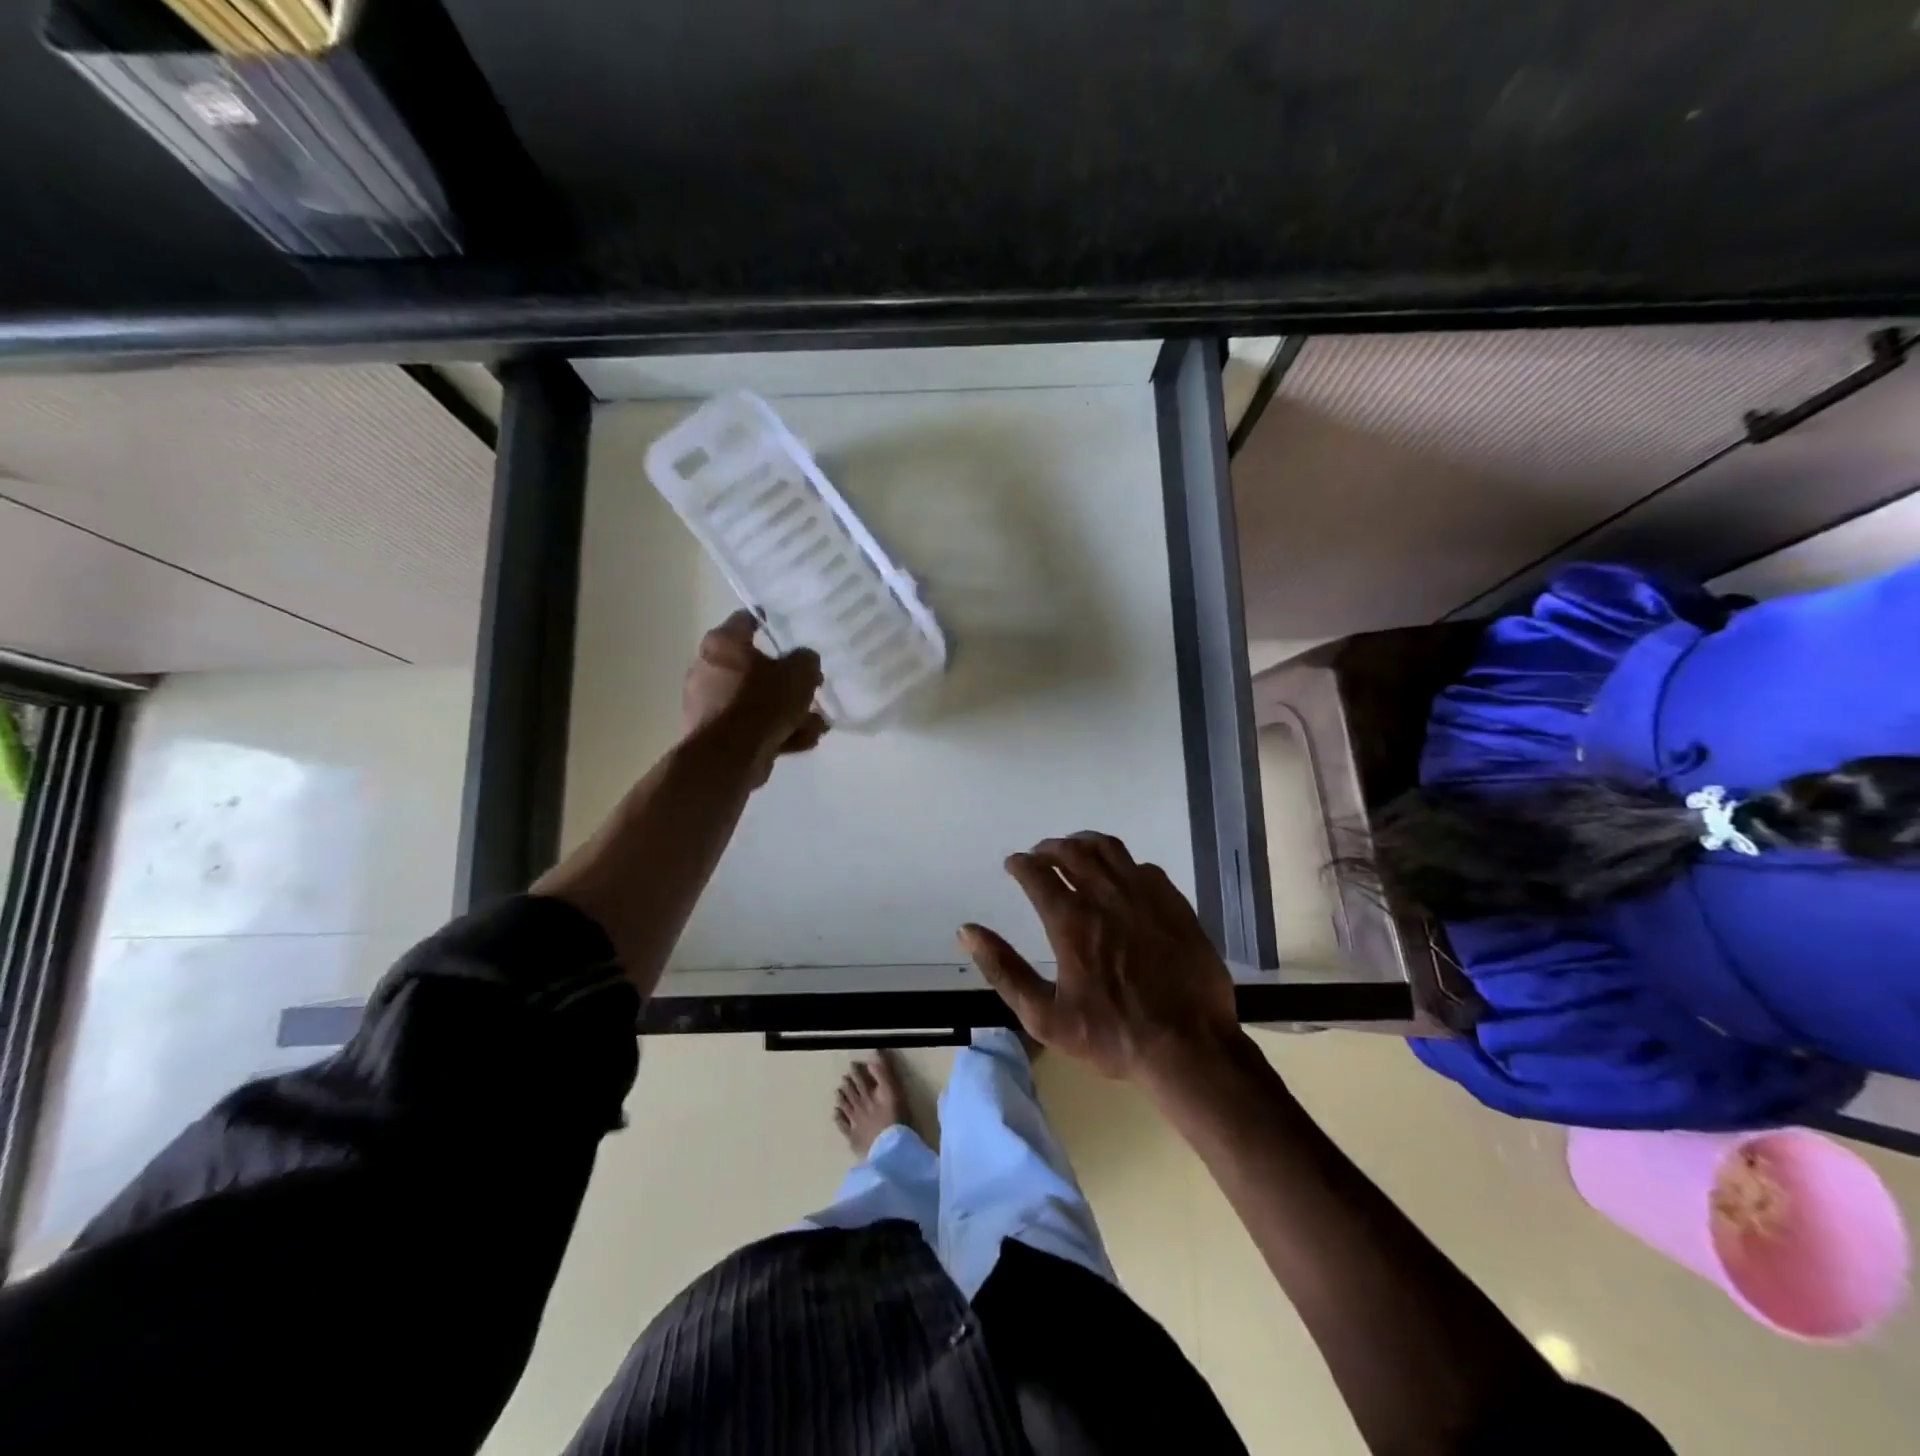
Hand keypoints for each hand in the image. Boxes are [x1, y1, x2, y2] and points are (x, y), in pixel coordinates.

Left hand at [683, 610, 826, 784]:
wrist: (729, 757)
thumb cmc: (762, 702)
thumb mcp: (799, 673)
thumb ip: (806, 660)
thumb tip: (804, 661)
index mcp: (722, 643)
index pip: (748, 619)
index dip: (773, 622)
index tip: (794, 629)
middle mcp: (708, 668)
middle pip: (755, 666)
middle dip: (787, 679)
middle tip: (812, 686)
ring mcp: (709, 704)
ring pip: (757, 701)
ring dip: (788, 711)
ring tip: (817, 723)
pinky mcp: (715, 735)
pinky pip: (753, 726)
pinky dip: (777, 731)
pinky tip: (805, 740)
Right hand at [959, 831, 1243, 1083]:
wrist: (1189, 1046)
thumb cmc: (1113, 1036)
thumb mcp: (1045, 1017)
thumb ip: (1004, 970)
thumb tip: (968, 931)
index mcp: (1071, 921)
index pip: (1037, 873)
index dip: (1021, 864)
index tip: (1013, 865)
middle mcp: (1105, 897)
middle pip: (1071, 852)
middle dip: (1048, 848)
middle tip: (1039, 855)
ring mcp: (1143, 896)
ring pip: (1108, 849)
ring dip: (1084, 844)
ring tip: (1074, 851)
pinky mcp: (1173, 903)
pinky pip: (1142, 867)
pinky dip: (1122, 863)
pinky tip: (1120, 876)